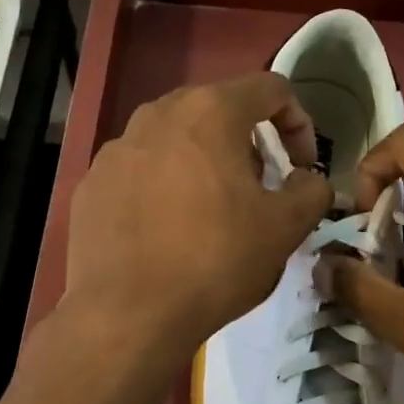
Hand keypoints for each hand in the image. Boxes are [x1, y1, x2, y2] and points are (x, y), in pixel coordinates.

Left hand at [62, 74, 331, 360]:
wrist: (126, 314)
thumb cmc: (215, 261)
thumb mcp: (285, 229)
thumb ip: (311, 191)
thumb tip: (310, 181)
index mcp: (211, 112)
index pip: (271, 89)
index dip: (298, 123)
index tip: (300, 168)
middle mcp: (158, 114)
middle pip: (218, 109)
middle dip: (248, 142)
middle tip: (258, 188)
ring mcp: (117, 147)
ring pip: (175, 138)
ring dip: (204, 162)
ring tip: (211, 210)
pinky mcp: (92, 182)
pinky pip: (140, 170)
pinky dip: (163, 186)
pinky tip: (165, 230)